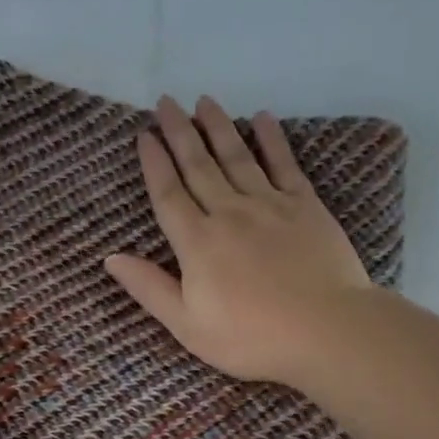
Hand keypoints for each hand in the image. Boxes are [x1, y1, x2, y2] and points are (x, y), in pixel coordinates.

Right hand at [104, 95, 371, 390]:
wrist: (327, 331)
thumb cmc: (251, 337)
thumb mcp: (187, 325)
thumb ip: (150, 288)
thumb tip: (111, 258)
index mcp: (197, 243)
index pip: (168, 194)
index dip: (154, 163)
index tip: (145, 135)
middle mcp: (228, 213)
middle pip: (198, 166)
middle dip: (180, 133)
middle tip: (166, 102)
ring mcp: (269, 205)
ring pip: (237, 157)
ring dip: (218, 127)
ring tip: (204, 101)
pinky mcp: (305, 206)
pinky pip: (284, 165)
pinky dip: (272, 140)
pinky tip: (263, 118)